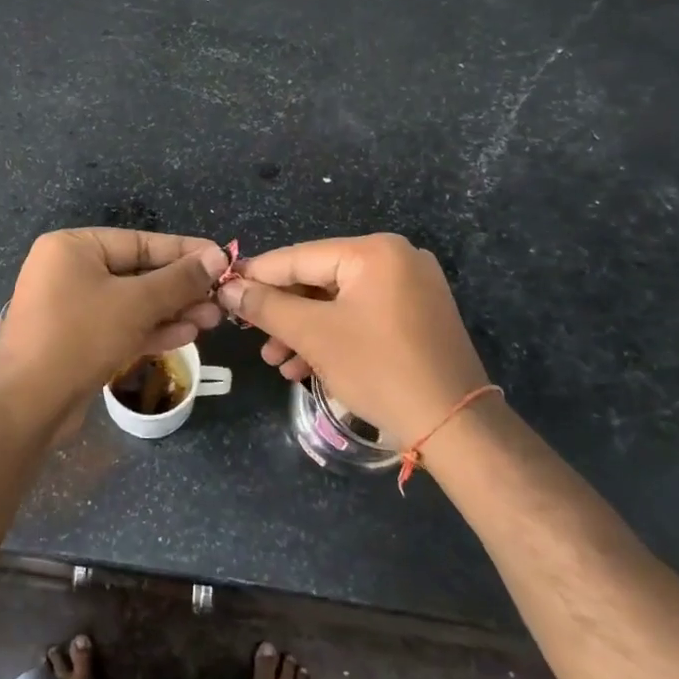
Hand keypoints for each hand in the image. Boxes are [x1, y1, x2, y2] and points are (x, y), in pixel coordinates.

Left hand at [0, 228, 229, 419]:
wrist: (27, 405)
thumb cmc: (80, 336)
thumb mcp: (136, 303)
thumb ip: (179, 279)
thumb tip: (218, 255)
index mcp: (73, 247)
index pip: (139, 241)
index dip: (184, 251)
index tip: (222, 258)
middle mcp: (69, 270)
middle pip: (137, 273)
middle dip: (180, 288)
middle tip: (221, 299)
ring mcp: (71, 307)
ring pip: (132, 303)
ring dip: (171, 311)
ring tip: (211, 320)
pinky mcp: (76, 340)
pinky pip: (119, 326)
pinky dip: (150, 330)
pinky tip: (186, 335)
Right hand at [218, 234, 491, 446]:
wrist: (456, 426)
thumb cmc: (379, 369)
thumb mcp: (314, 335)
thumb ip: (265, 307)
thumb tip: (227, 288)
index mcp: (374, 251)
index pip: (299, 257)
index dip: (257, 275)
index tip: (223, 289)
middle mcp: (396, 258)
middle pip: (318, 279)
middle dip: (282, 312)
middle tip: (250, 335)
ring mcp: (411, 287)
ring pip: (338, 301)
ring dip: (303, 329)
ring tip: (274, 360)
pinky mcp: (417, 316)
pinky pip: (361, 315)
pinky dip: (332, 336)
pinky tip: (304, 366)